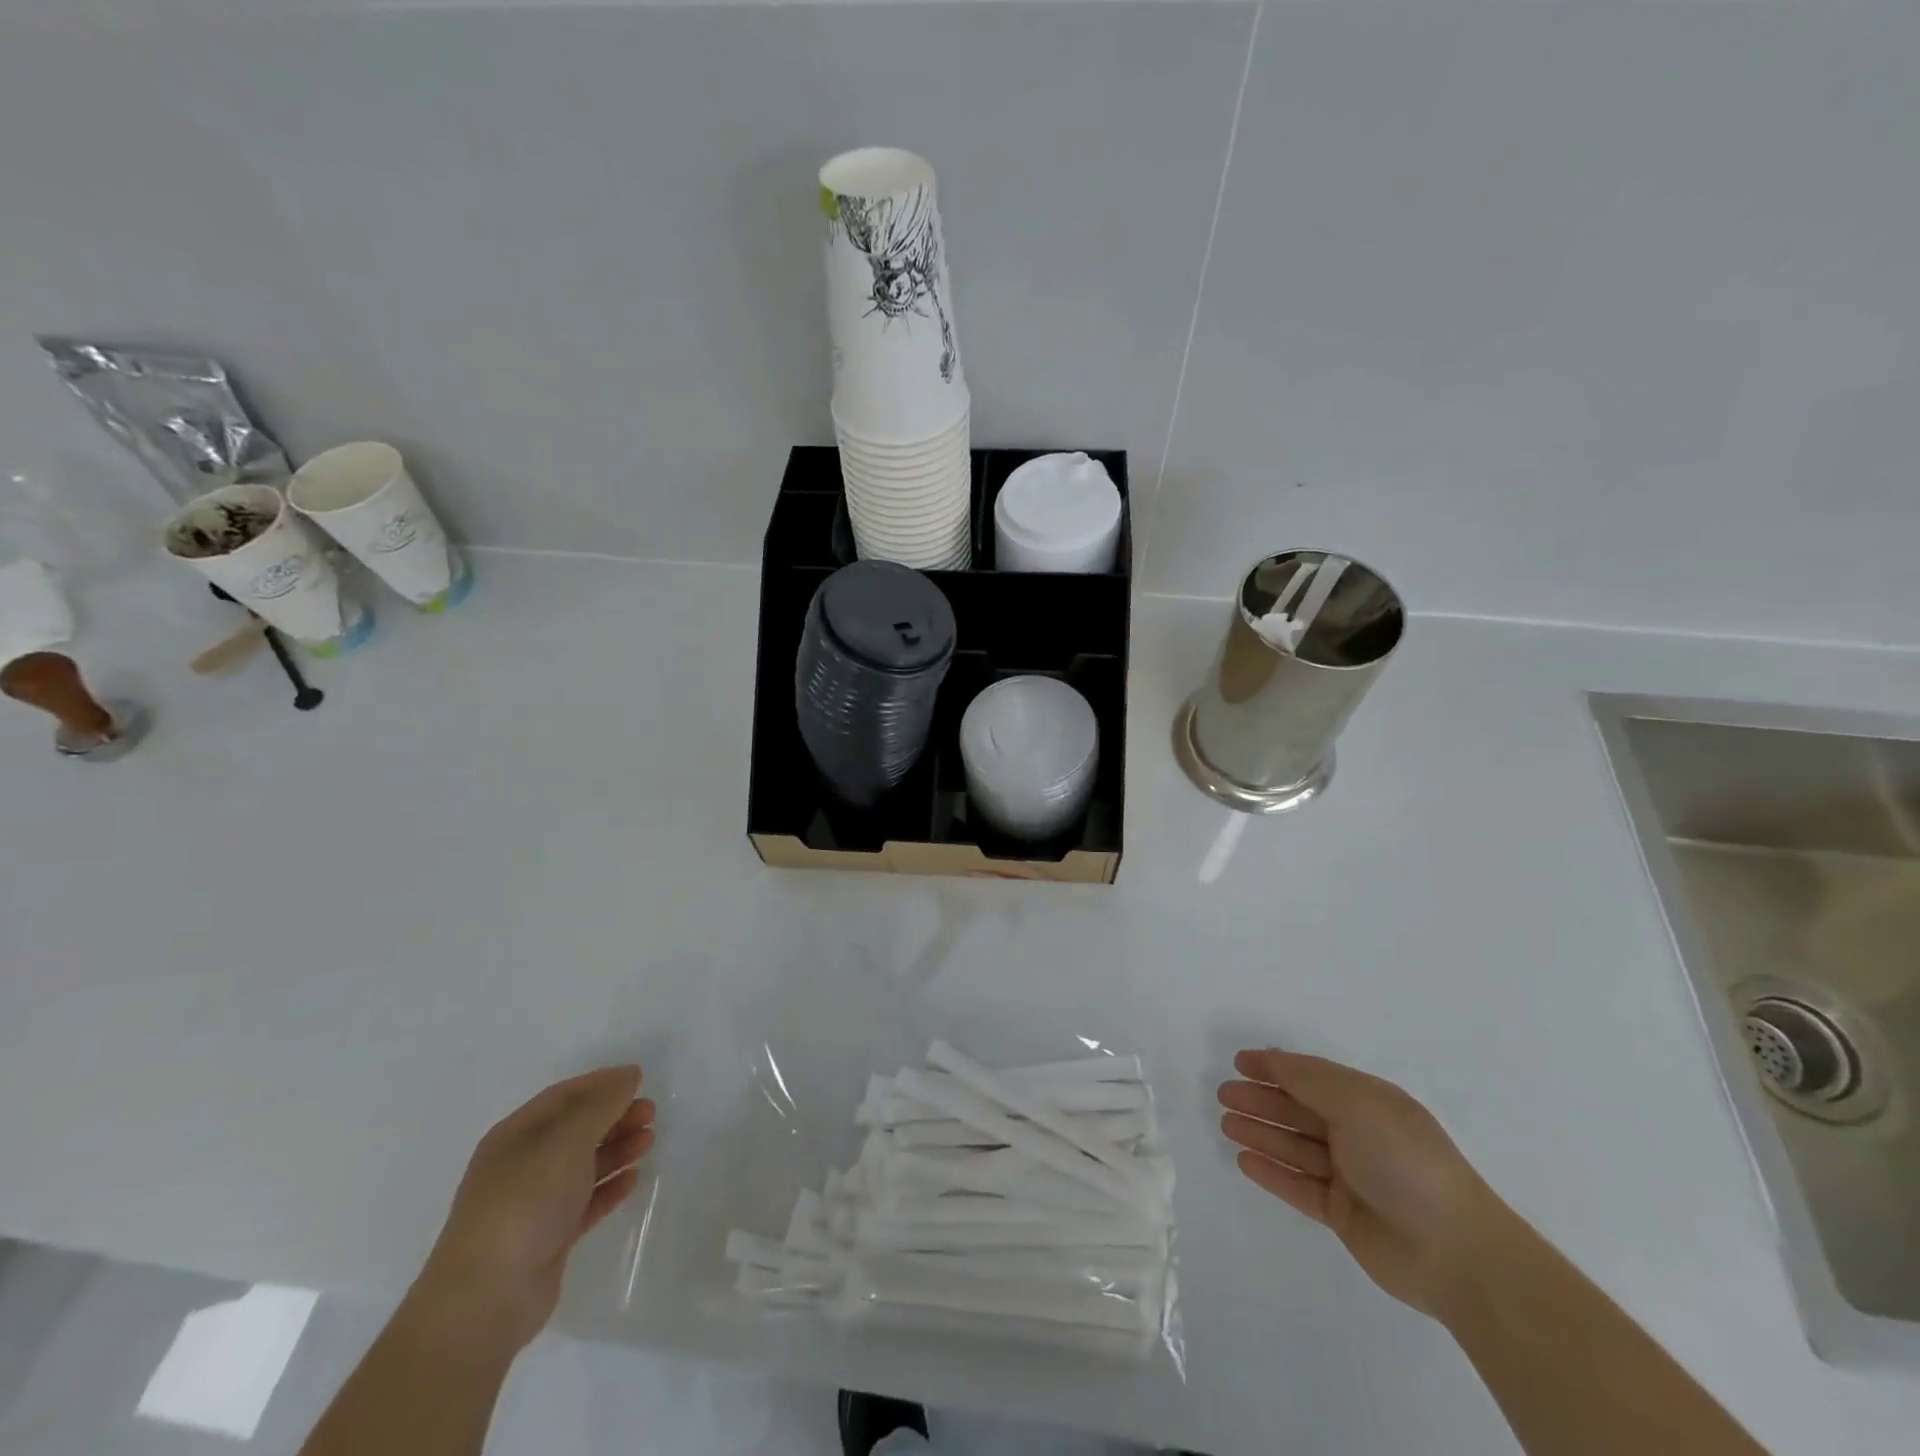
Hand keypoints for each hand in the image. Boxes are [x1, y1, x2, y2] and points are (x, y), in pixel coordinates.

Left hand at [414, 1065, 655, 1351]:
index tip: (639, 1079)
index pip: (564, 1095)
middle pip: (575, 1129)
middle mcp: (522, 1165)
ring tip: (649, 1141)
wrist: (486, 1298)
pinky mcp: (547, 1238)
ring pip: (582, 1165)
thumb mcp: (567, 1140)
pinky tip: (633, 1180)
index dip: (602, 1083)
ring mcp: (533, 1204)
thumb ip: (601, 1104)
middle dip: (614, 1116)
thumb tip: (628, 1075)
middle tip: (651, 1112)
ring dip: (616, 1149)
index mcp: (516, 1135)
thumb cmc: (525, 1202)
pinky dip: (609, 1187)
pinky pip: (585, 1202)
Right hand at [1218, 1048, 1517, 1318]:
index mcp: (1368, 1102)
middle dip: (1262, 1099)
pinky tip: (1244, 1160)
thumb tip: (1273, 1060)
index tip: (1238, 1061)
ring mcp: (1351, 1175)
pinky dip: (1272, 1172)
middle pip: (1300, 1110)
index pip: (1312, 1076)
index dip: (1275, 1066)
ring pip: (1295, 1146)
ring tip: (1225, 1123)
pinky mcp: (1344, 1214)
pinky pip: (1298, 1185)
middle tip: (1223, 1094)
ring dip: (1261, 1133)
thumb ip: (1309, 1079)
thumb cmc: (1404, 1160)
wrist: (1455, 1252)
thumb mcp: (1356, 1103)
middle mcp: (1359, 1134)